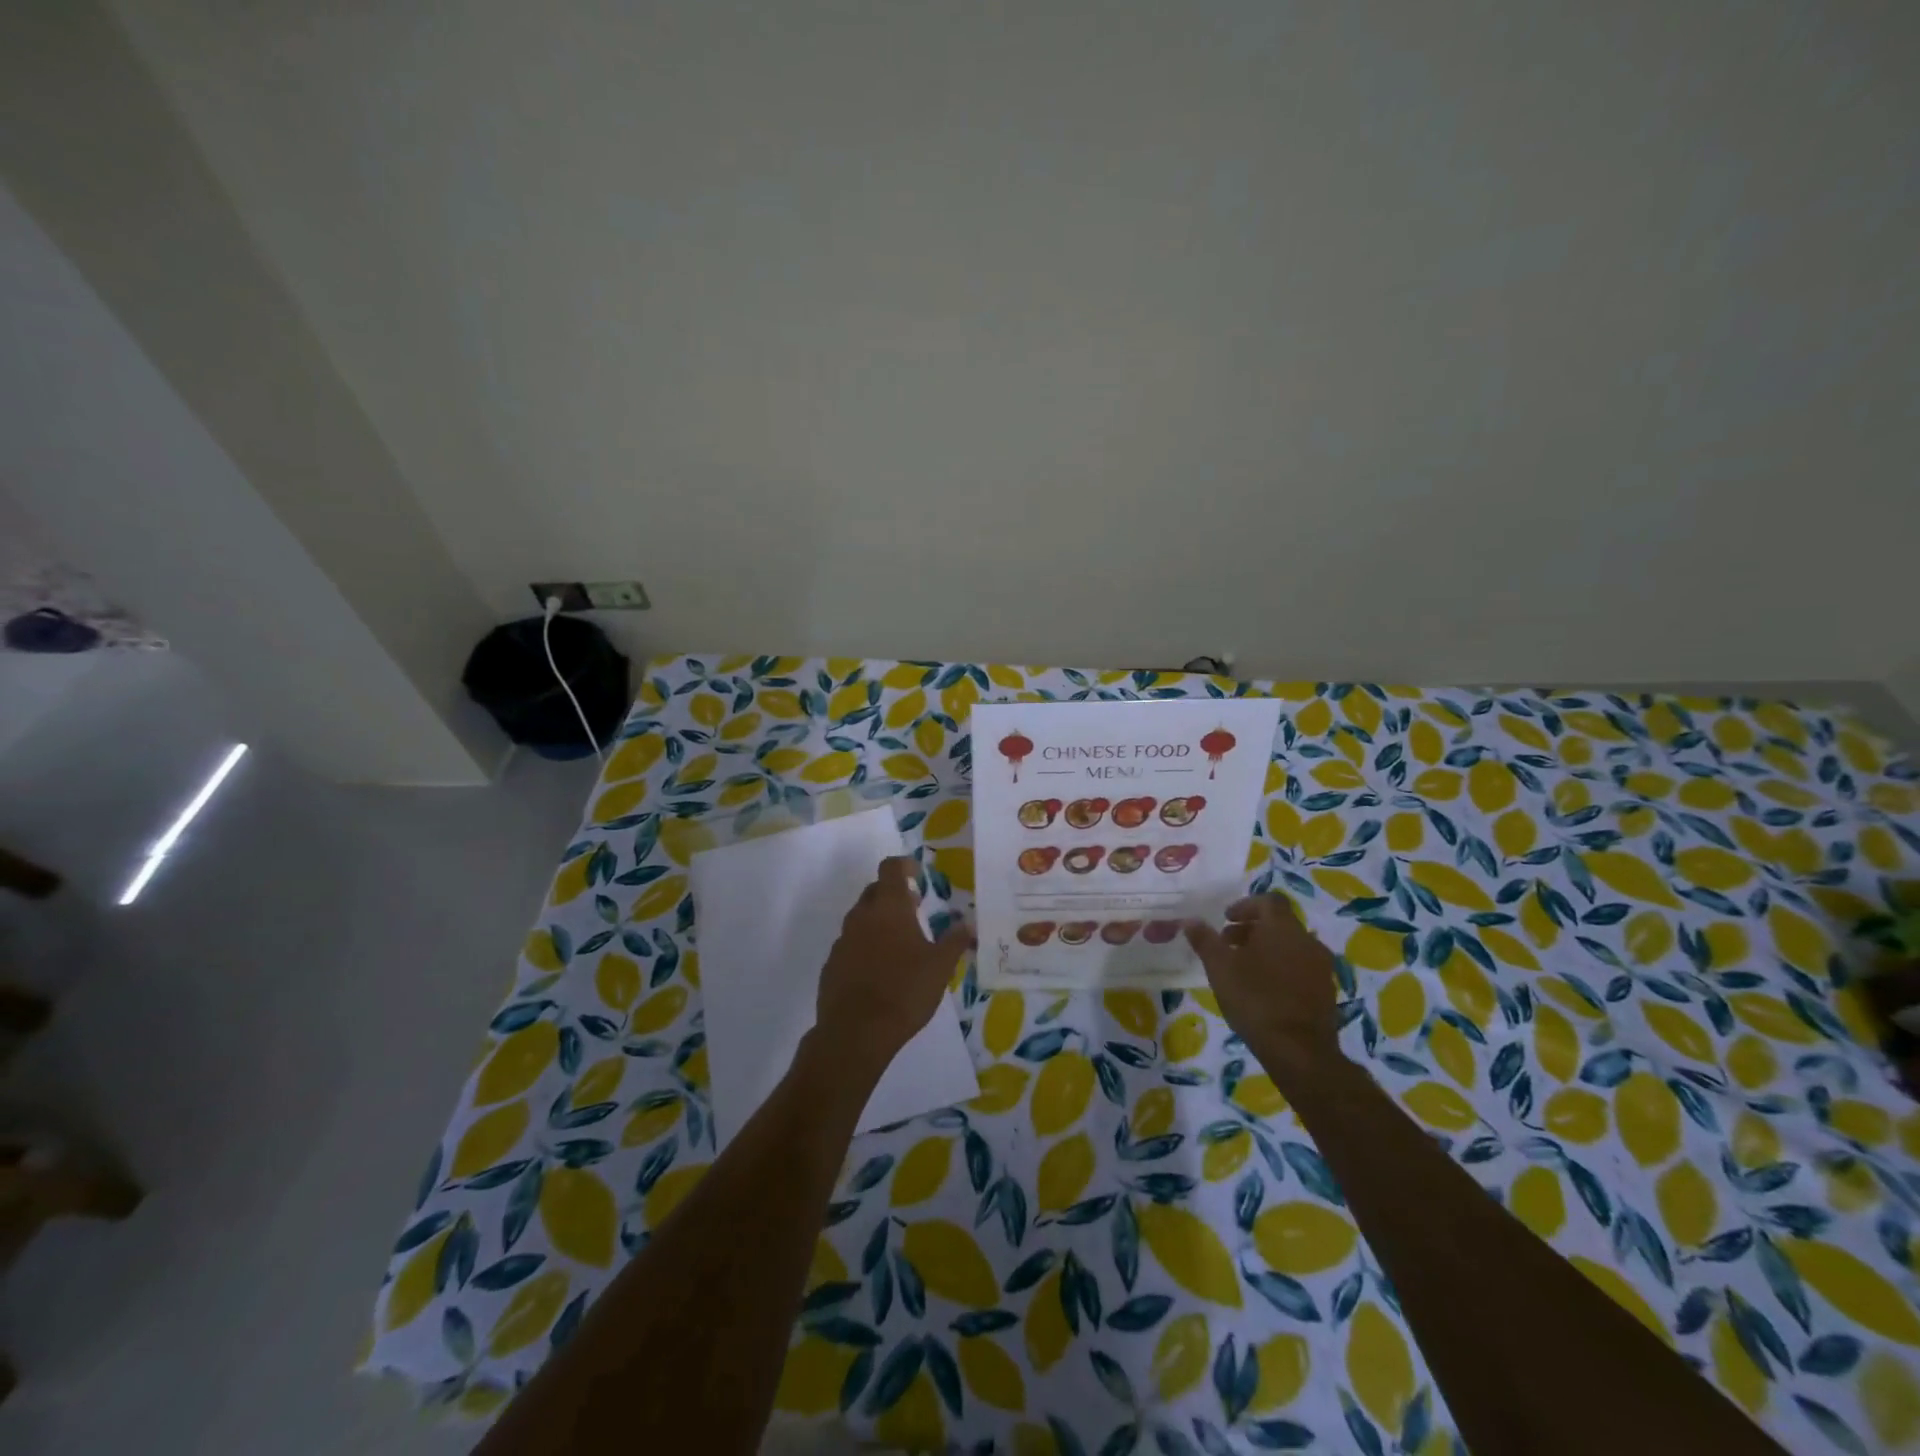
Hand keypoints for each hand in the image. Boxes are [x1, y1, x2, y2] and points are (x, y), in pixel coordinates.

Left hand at [815, 857, 973, 1073]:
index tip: (918, 873)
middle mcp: (862, 916)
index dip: (904, 864)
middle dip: (893, 893)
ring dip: (879, 921)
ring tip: (899, 942)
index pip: (891, 868)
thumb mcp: (940, 967)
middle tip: (914, 908)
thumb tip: (967, 923)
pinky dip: (865, 946)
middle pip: (875, 890)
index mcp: (889, 907)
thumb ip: (954, 940)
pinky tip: (878, 969)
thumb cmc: (905, 991)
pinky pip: (850, 944)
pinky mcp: (832, 964)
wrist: (856, 1032)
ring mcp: (842, 940)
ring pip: (861, 918)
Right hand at [1185, 895, 1341, 1087]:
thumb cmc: (1255, 999)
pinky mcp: (1326, 990)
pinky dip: (1281, 967)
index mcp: (1282, 927)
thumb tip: (1190, 920)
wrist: (1300, 1051)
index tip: (1225, 919)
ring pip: (1290, 945)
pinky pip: (1300, 967)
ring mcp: (1321, 966)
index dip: (1245, 905)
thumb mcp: (1219, 968)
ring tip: (1243, 968)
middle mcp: (1307, 940)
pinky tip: (1264, 989)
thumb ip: (1205, 940)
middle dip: (1252, 928)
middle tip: (1228, 944)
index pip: (1268, 900)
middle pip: (1279, 923)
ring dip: (1267, 948)